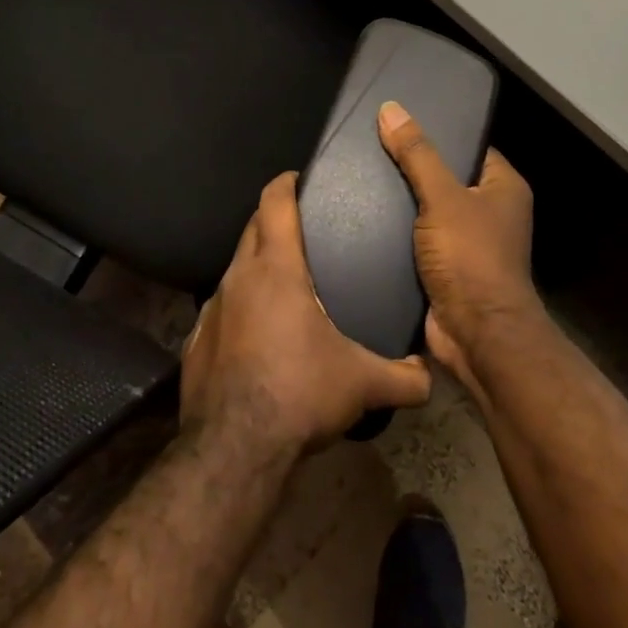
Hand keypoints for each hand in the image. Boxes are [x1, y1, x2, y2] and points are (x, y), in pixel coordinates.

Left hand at [181, 172, 432, 455]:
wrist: (234, 449)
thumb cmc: (300, 393)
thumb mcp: (362, 384)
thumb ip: (404, 377)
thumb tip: (431, 377)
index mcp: (276, 269)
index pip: (274, 203)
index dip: (285, 183)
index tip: (299, 178)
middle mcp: (238, 278)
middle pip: (252, 228)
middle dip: (273, 219)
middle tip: (303, 227)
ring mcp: (211, 310)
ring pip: (235, 269)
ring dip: (256, 266)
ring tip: (284, 283)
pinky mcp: (196, 342)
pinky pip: (221, 309)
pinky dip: (239, 307)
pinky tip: (256, 335)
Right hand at [377, 100, 542, 396]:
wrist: (476, 336)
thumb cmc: (471, 258)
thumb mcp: (443, 197)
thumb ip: (417, 154)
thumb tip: (391, 109)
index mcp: (503, 188)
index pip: (469, 147)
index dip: (438, 133)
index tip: (398, 122)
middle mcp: (490, 212)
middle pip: (446, 178)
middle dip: (412, 169)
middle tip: (370, 148)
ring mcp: (468, 243)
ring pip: (429, 211)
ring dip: (401, 203)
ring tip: (359, 179)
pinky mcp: (446, 269)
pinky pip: (418, 240)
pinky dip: (397, 233)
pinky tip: (362, 218)